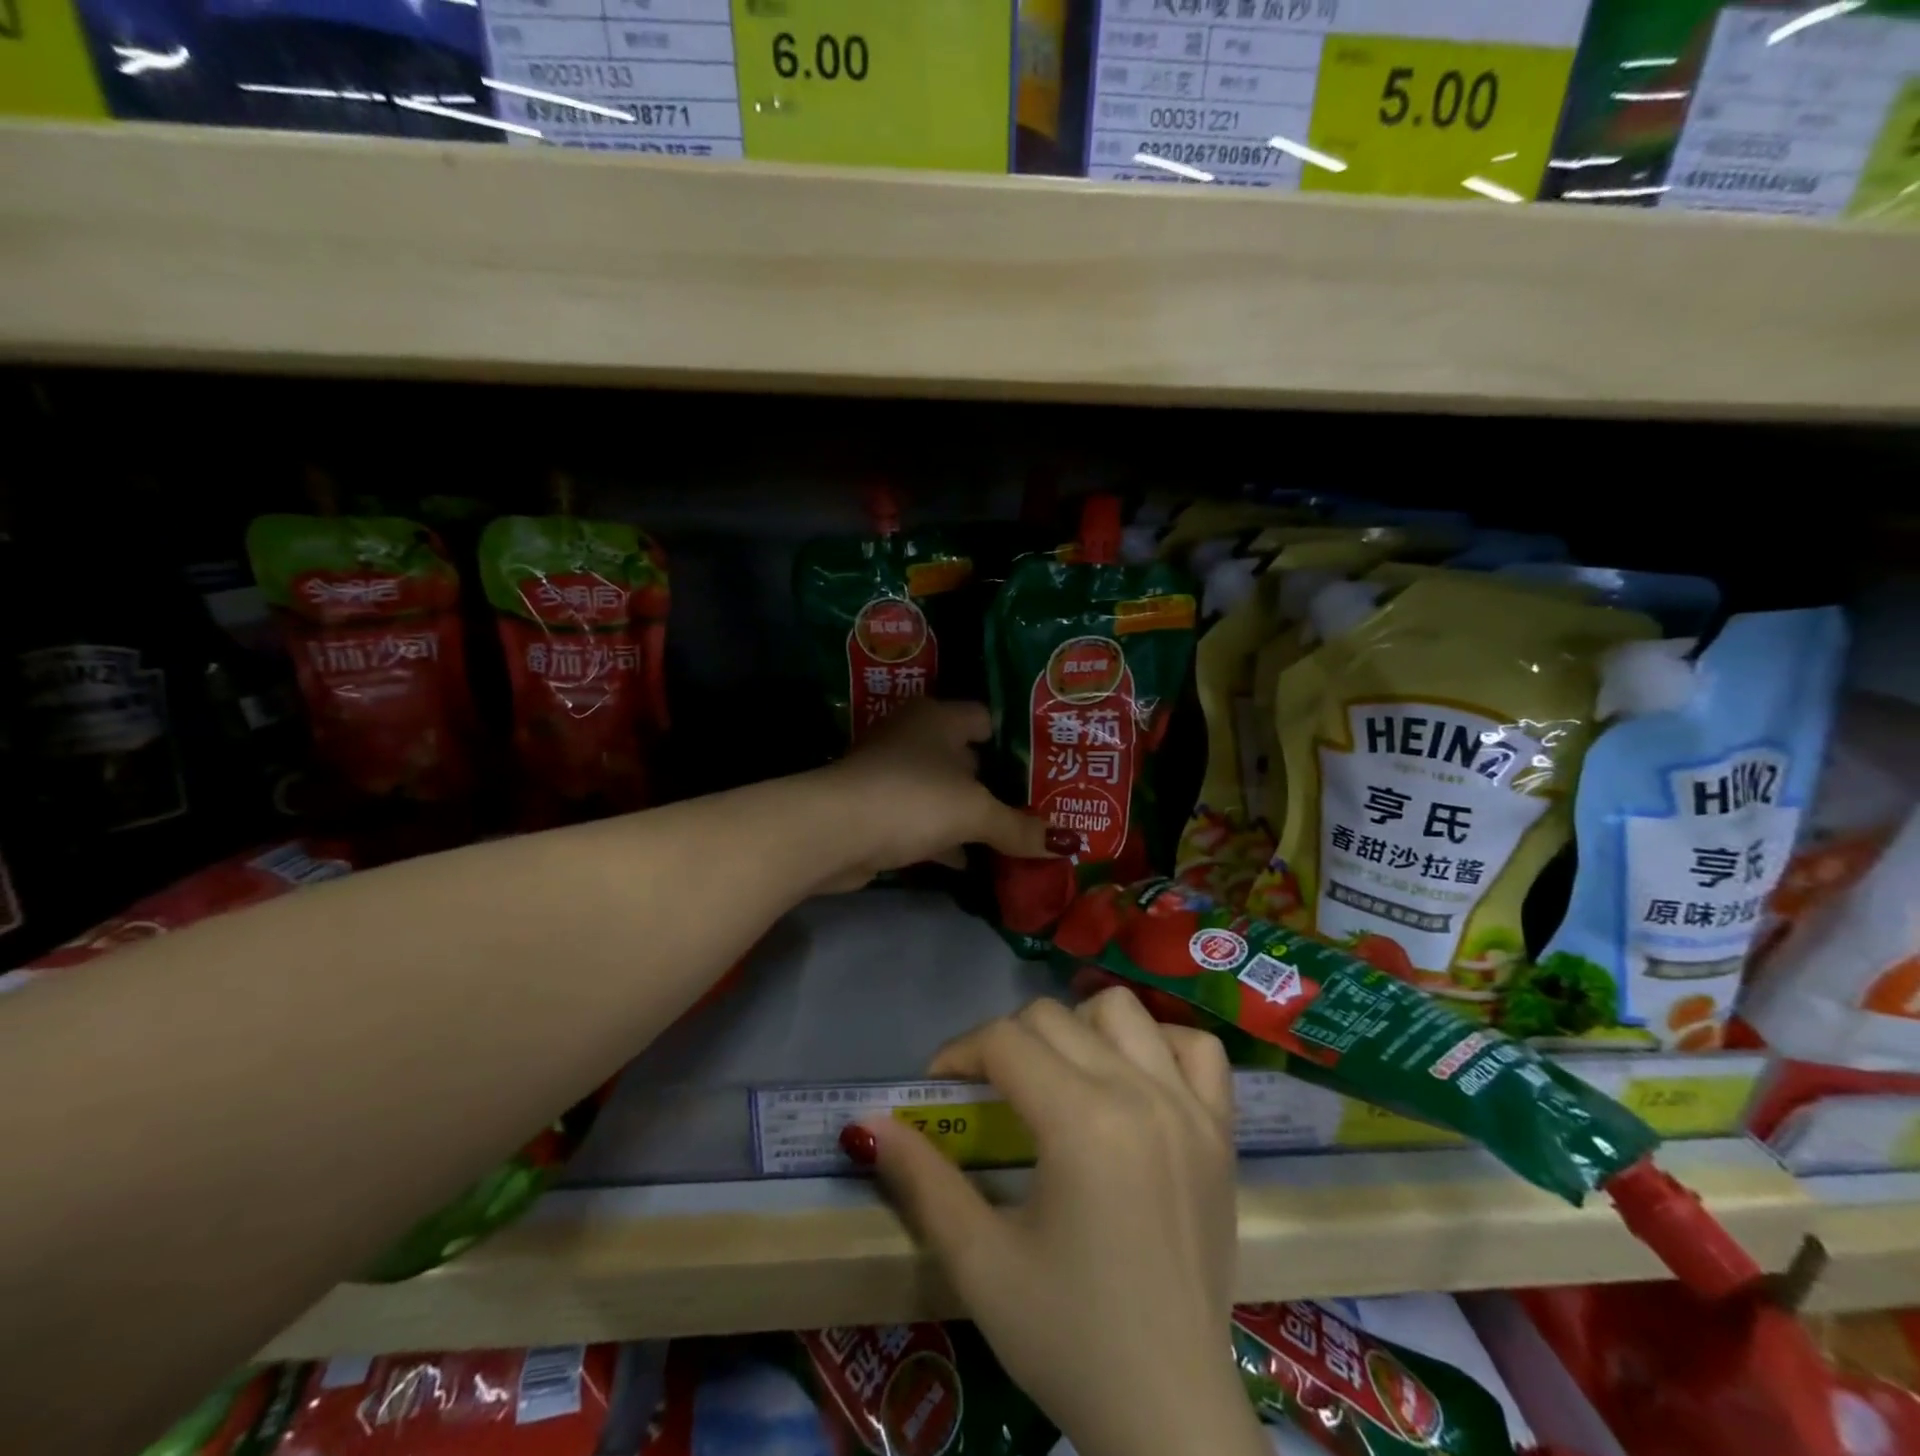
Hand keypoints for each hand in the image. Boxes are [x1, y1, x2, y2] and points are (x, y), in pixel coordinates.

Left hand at [816, 700, 1062, 891]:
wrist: (834, 832)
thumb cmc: (913, 799)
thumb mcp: (974, 812)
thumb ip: (1018, 827)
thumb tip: (1066, 845)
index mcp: (937, 718)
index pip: (986, 719)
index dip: (1017, 742)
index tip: (1048, 768)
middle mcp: (914, 737)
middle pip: (967, 758)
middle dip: (998, 784)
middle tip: (1040, 807)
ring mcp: (893, 774)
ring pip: (945, 792)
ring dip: (972, 815)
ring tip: (1015, 837)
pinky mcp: (879, 810)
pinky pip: (925, 821)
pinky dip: (947, 840)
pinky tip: (972, 863)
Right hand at [855, 990, 1268, 1455]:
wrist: (1170, 1414)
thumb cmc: (1067, 1339)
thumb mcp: (980, 1264)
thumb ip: (922, 1182)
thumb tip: (868, 1123)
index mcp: (1081, 1122)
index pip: (1004, 1041)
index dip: (959, 1053)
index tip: (941, 1088)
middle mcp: (1139, 1093)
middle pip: (1054, 1017)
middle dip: (1006, 1042)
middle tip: (990, 1093)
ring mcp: (1189, 1106)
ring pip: (1123, 1010)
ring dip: (1079, 1028)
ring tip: (1061, 1076)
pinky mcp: (1223, 1130)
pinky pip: (1197, 1047)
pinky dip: (1161, 1045)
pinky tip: (1136, 1081)